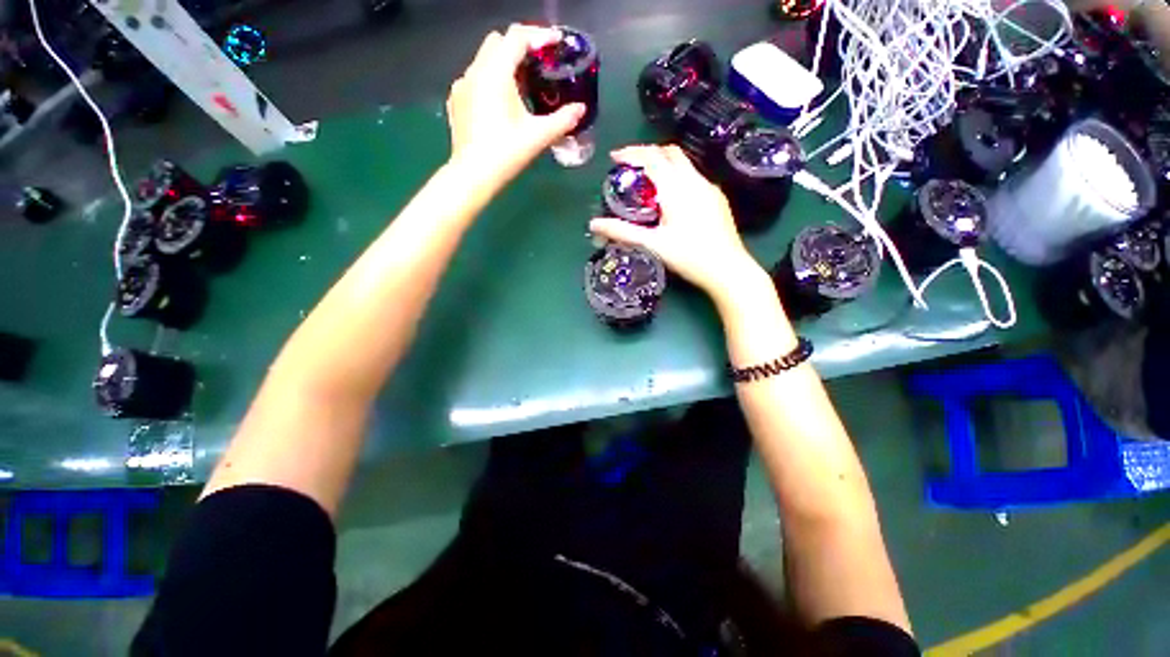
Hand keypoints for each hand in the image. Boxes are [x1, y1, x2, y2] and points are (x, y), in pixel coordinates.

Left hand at [446, 25, 585, 185]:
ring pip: (484, 60)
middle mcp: (475, 70)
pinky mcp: (456, 100)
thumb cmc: (507, 153)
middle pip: (498, 42)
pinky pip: (474, 79)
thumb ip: (563, 119)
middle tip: (538, 65)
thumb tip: (581, 109)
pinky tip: (499, 104)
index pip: (517, 37)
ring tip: (521, 87)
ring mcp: (462, 85)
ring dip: (503, 64)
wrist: (474, 175)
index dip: (539, 36)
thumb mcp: (539, 136)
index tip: (556, 43)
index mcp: (496, 72)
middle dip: (519, 47)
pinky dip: (489, 81)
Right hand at [589, 145, 765, 297]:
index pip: (652, 157)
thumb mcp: (652, 244)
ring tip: (648, 184)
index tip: (615, 158)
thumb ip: (623, 232)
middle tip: (631, 167)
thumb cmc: (689, 256)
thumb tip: (594, 224)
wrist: (727, 269)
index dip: (631, 153)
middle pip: (670, 152)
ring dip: (664, 165)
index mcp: (676, 188)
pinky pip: (693, 178)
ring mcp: (709, 188)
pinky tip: (672, 200)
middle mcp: (695, 180)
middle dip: (648, 153)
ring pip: (684, 164)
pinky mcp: (717, 199)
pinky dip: (677, 178)